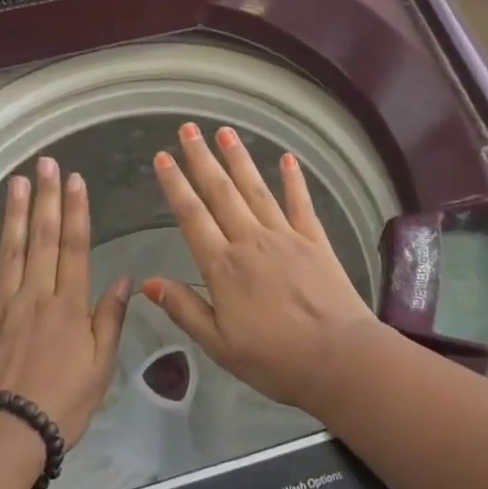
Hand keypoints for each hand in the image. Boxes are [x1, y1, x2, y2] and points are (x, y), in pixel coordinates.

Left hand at [0, 157, 130, 447]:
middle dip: (46, 198)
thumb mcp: (100, 367)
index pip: (75, 247)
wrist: (2, 437)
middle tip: (46, 164)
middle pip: (42, 239)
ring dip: (13, 214)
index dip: (76, 211)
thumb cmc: (60, 405)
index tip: (75, 180)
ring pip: (9, 251)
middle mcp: (35, 295)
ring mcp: (0, 306)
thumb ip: (110, 319)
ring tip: (17, 181)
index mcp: (68, 305)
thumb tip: (126, 278)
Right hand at [145, 123, 377, 410]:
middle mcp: (251, 240)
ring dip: (239, 159)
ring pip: (256, 189)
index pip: (192, 216)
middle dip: (202, 159)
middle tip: (189, 128)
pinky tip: (288, 159)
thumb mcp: (219, 345)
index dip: (175, 185)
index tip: (163, 157)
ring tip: (225, 132)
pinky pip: (301, 203)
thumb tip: (147, 282)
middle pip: (221, 192)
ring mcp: (285, 235)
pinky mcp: (315, 239)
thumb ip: (184, 309)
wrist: (339, 358)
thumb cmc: (275, 359)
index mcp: (223, 266)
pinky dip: (294, 180)